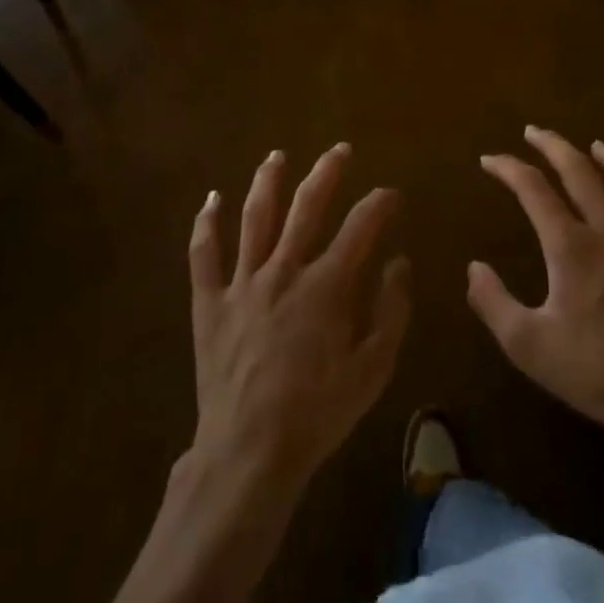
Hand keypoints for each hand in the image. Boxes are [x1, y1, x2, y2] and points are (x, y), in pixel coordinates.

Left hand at [188, 144, 409, 491]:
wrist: (249, 453)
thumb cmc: (317, 413)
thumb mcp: (372, 370)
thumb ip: (391, 312)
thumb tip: (400, 263)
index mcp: (326, 285)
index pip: (360, 227)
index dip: (379, 204)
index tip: (391, 194)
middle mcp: (284, 269)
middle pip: (306, 206)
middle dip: (327, 172)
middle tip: (339, 150)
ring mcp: (243, 282)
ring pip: (254, 217)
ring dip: (267, 181)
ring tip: (276, 156)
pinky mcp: (210, 302)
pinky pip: (203, 255)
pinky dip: (206, 224)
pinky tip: (210, 199)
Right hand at [468, 126, 603, 451]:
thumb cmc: (596, 373)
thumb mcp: (529, 346)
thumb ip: (493, 303)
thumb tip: (473, 267)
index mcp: (572, 246)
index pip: (533, 189)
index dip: (508, 168)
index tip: (490, 159)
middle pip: (581, 171)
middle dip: (554, 146)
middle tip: (535, 132)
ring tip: (595, 146)